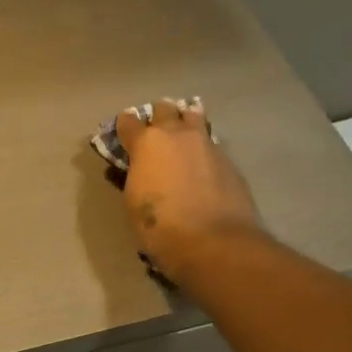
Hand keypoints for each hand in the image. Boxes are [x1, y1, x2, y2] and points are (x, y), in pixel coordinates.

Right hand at [116, 99, 263, 285]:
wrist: (213, 241)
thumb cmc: (160, 226)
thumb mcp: (133, 202)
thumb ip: (134, 177)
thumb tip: (137, 169)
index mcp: (146, 143)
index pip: (128, 122)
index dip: (124, 126)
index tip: (123, 132)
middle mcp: (177, 135)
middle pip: (165, 109)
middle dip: (158, 117)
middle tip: (157, 131)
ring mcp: (207, 143)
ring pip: (194, 117)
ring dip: (186, 121)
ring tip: (184, 134)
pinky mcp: (228, 160)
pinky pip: (211, 143)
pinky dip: (203, 148)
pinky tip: (204, 163)